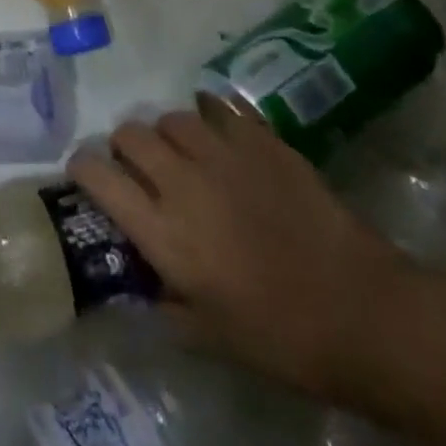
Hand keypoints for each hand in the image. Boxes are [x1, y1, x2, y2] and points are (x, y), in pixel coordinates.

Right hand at [69, 95, 406, 398]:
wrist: (363, 313)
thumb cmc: (280, 337)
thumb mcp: (207, 336)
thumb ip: (161, 304)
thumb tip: (138, 286)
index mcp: (162, 230)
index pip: (98, 177)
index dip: (82, 168)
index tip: (84, 173)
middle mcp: (182, 181)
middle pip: (130, 135)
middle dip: (123, 146)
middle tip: (139, 167)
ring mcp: (224, 155)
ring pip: (173, 117)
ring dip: (167, 132)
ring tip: (182, 151)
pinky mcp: (263, 142)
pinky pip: (221, 108)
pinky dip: (211, 114)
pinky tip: (218, 130)